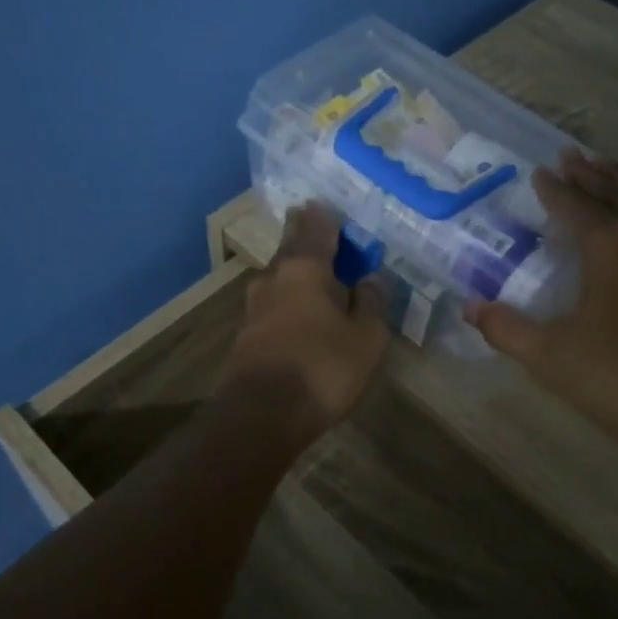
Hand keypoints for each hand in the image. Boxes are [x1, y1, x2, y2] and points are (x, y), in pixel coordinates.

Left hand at [220, 202, 390, 440]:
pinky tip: (294, 306)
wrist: (261, 416)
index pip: (315, 232)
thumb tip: (371, 277)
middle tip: (306, 219)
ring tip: (305, 264)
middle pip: (289, 249)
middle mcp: (274, 280)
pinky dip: (286, 297)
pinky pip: (272, 303)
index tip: (321, 203)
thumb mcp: (366, 338)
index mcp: (305, 270)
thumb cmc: (323, 369)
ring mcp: (254, 308)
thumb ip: (370, 303)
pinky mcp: (246, 335)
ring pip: (277, 277)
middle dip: (300, 234)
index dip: (322, 218)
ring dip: (291, 267)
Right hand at [464, 150, 617, 459]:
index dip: (553, 188)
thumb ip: (507, 328)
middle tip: (572, 154)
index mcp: (610, 244)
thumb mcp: (552, 357)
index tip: (540, 171)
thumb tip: (470, 307)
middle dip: (590, 172)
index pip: (574, 204)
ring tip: (611, 169)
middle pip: (615, 191)